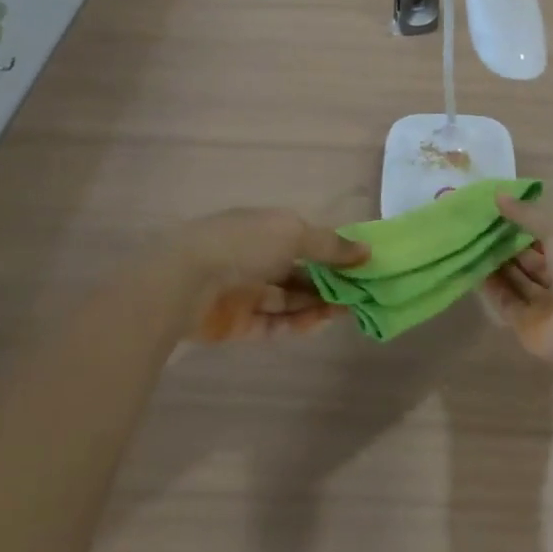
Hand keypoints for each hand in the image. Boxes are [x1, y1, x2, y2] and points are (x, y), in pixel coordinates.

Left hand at [160, 208, 366, 342]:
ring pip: (288, 299)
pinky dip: (297, 323)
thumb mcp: (294, 234)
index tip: (363, 265)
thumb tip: (367, 251)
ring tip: (347, 310)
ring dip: (317, 304)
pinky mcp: (237, 323)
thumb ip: (331, 246)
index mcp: (265, 228)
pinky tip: (321, 323)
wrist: (185, 281)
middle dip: (329, 281)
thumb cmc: (244, 245)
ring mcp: (245, 291)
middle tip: (361, 293)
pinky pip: (273, 323)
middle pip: (299, 271)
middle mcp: (255, 257)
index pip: (305, 239)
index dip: (333, 251)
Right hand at [480, 194, 552, 367]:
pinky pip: (506, 301)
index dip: (525, 222)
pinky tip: (471, 267)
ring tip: (469, 241)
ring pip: (517, 280)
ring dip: (496, 263)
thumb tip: (497, 195)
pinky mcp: (527, 325)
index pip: (549, 235)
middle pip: (531, 259)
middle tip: (477, 225)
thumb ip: (527, 214)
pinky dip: (491, 287)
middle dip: (507, 243)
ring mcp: (546, 304)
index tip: (497, 208)